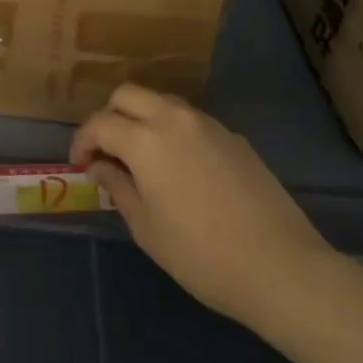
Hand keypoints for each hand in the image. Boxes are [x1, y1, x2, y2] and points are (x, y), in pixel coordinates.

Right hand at [71, 85, 337, 334]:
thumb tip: (99, 166)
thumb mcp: (147, 228)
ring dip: (141, 119)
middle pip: (128, 94)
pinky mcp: (233, 137)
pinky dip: (172, 131)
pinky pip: (190, 121)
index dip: (82, 141)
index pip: (100, 123)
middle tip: (107, 152)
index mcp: (145, 139)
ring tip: (141, 158)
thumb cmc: (203, 255)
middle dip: (109, 117)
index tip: (79, 165)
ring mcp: (207, 124)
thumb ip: (117, 187)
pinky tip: (180, 168)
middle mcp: (173, 118)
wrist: (282, 268)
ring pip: (161, 102)